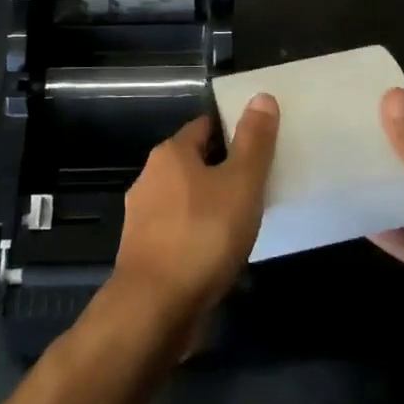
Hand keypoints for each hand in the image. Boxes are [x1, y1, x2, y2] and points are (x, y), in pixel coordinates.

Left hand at [112, 97, 279, 334]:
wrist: (155, 308)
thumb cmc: (203, 235)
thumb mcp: (241, 183)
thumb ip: (254, 142)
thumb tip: (261, 95)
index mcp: (170, 154)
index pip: (205, 127)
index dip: (233, 131)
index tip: (260, 145)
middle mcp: (150, 177)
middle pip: (194, 162)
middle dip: (224, 170)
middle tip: (259, 184)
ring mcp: (142, 216)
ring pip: (186, 199)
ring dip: (211, 205)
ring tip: (245, 220)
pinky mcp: (144, 251)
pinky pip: (179, 231)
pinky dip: (199, 234)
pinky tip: (219, 252)